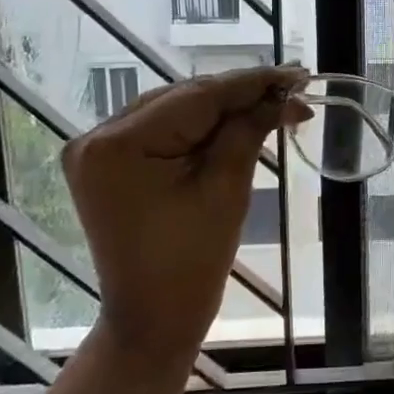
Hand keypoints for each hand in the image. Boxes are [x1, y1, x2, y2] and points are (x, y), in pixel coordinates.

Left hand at [60, 65, 306, 368]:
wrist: (153, 319)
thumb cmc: (192, 262)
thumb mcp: (226, 188)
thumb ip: (250, 129)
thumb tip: (285, 94)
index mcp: (117, 144)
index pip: (196, 97)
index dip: (251, 83)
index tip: (297, 74)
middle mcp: (96, 137)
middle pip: (183, 100)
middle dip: (240, 96)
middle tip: (293, 92)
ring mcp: (96, 150)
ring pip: (175, 111)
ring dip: (223, 110)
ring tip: (274, 105)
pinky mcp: (107, 163)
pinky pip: (162, 131)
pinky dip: (200, 128)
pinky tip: (237, 122)